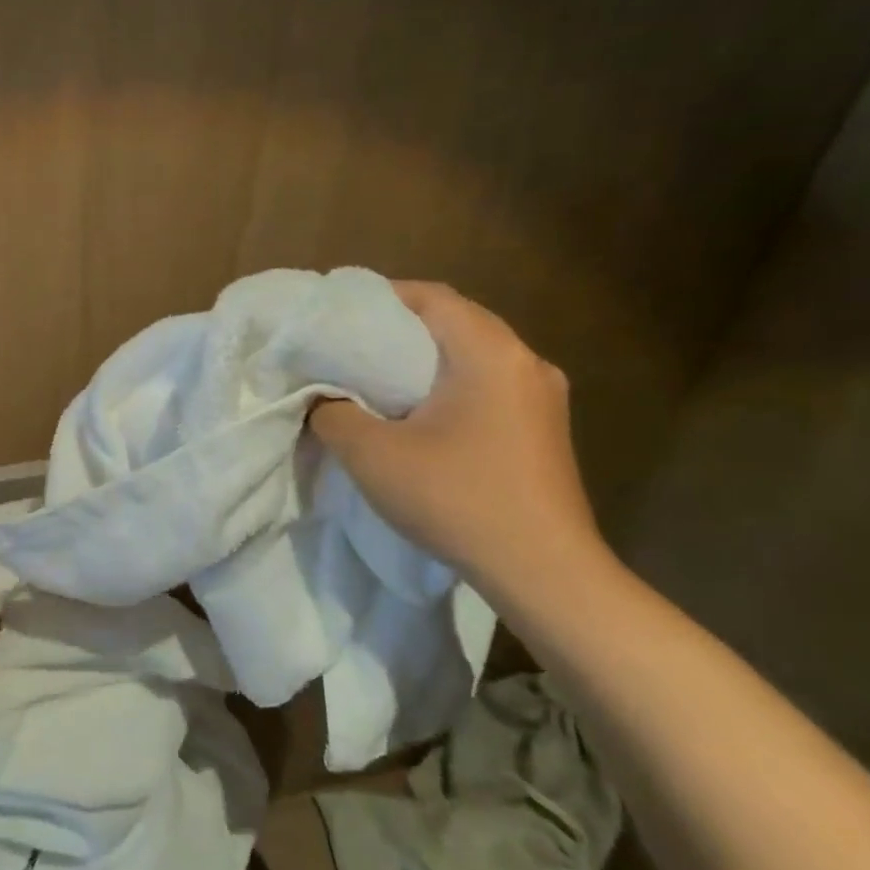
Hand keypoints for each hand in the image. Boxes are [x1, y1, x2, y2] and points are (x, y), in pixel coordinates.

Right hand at [309, 281, 607, 599]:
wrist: (544, 573)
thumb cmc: (456, 499)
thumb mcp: (372, 455)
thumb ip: (334, 414)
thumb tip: (324, 400)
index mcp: (490, 353)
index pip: (432, 297)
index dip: (382, 297)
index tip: (340, 315)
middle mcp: (526, 361)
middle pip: (456, 322)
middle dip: (402, 329)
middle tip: (353, 346)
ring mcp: (543, 397)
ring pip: (474, 355)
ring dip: (428, 359)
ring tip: (381, 379)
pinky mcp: (545, 429)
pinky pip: (490, 385)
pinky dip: (452, 385)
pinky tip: (423, 415)